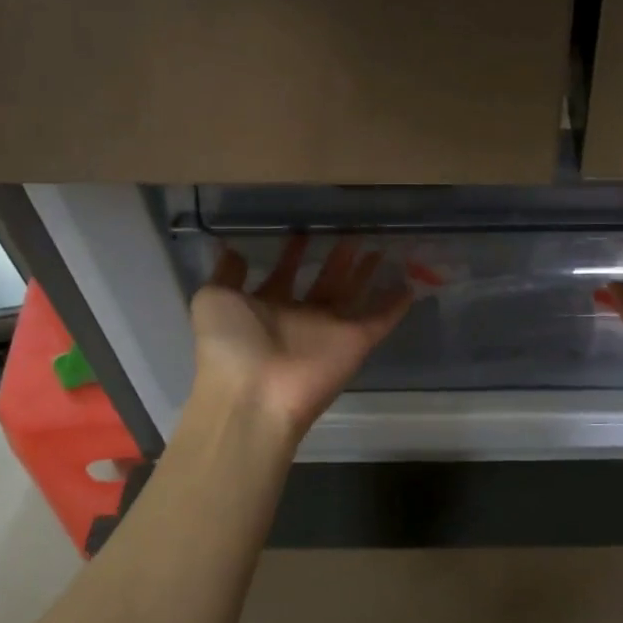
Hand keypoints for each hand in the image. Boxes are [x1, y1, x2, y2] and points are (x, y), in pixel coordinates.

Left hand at [190, 234, 411, 441]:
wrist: (254, 392)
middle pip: (324, 282)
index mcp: (266, 308)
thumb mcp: (212, 299)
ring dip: (365, 273)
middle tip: (352, 233)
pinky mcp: (356, 341)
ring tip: (379, 246)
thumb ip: (226, 274)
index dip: (293, 254)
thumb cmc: (229, 344)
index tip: (304, 230)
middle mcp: (300, 318)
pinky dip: (395, 305)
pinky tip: (409, 284)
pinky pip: (381, 320)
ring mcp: (330, 330)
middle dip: (337, 259)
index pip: (284, 275)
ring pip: (353, 295)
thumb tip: (233, 250)